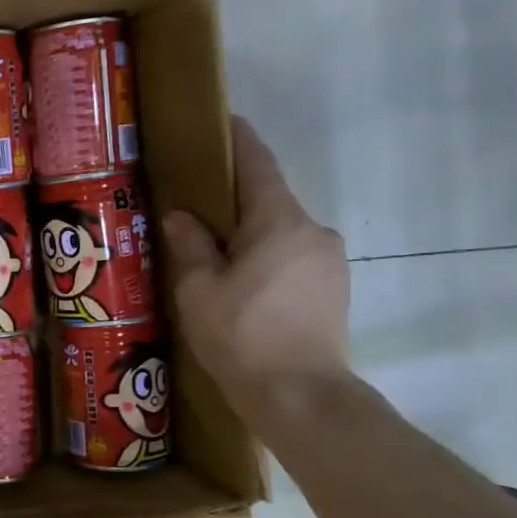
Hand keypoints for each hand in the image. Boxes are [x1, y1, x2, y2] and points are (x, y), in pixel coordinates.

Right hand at [160, 118, 350, 421]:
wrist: (301, 397)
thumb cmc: (241, 334)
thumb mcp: (199, 288)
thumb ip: (190, 244)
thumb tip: (181, 215)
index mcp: (278, 222)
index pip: (258, 166)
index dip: (239, 140)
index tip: (224, 120)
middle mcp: (312, 231)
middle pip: (269, 201)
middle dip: (234, 198)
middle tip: (195, 204)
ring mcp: (329, 262)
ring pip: (281, 233)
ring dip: (250, 234)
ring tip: (213, 252)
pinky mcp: (334, 290)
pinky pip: (293, 258)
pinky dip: (266, 258)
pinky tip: (240, 283)